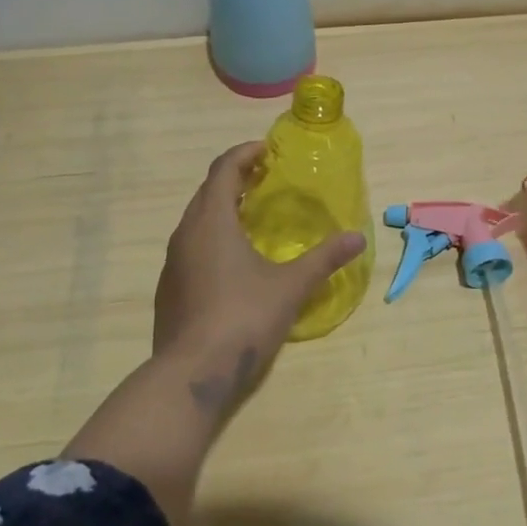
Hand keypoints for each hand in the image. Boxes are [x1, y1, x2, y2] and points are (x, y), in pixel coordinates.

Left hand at [152, 142, 366, 414]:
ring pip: (196, 220)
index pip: (223, 169)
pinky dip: (212, 237)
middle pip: (207, 191)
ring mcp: (173, 263)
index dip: (245, 154)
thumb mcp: (291, 286)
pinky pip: (191, 247)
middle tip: (265, 180)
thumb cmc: (243, 318)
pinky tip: (233, 261)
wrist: (191, 375)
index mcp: (212, 221)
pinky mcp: (169, 289)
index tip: (268, 151)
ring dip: (221, 209)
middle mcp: (186, 234)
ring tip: (251, 216)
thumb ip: (324, 259)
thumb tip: (357, 239)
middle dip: (234, 179)